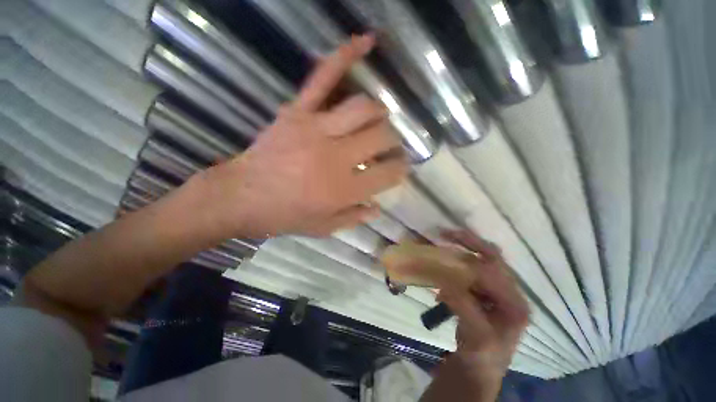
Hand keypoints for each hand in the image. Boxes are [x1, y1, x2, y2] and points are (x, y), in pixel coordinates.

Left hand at [204, 35, 407, 237]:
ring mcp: (316, 129)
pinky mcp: (297, 112)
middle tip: (388, 147)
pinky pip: (323, 77)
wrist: (239, 197)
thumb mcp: (322, 228)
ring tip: (376, 121)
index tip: (401, 168)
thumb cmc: (283, 217)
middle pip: (381, 137)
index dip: (400, 169)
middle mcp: (337, 157)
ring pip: (364, 108)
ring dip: (378, 114)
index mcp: (344, 190)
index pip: (388, 173)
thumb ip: (354, 218)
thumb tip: (378, 208)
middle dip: (392, 142)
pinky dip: (346, 56)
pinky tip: (367, 41)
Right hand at [421, 230, 529, 401]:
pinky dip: (458, 261)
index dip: (467, 260)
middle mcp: (511, 292)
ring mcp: (498, 290)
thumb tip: (445, 282)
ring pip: (482, 260)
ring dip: (463, 248)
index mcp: (515, 304)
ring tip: (444, 240)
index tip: (444, 249)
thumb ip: (464, 307)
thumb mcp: (476, 336)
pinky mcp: (485, 291)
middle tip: (445, 233)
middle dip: (469, 242)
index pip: (492, 272)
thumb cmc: (482, 356)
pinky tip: (444, 263)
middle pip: (492, 258)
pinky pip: (472, 269)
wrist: (479, 368)